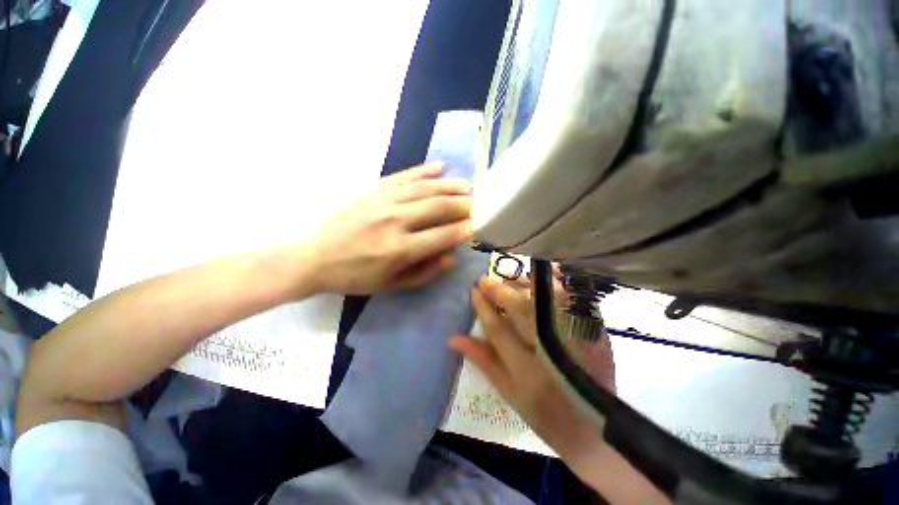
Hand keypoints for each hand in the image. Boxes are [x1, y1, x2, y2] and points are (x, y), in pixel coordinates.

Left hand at [308, 163, 472, 294]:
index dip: (465, 230)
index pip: (443, 235)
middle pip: (438, 207)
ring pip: (425, 188)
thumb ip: (425, 273)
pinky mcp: (373, 190)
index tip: (480, 226)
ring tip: (468, 186)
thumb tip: (452, 256)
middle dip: (463, 205)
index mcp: (400, 249)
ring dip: (450, 186)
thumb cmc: (356, 277)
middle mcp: (395, 220)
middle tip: (480, 204)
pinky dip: (423, 171)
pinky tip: (440, 167)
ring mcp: (383, 201)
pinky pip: (403, 176)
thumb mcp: (392, 286)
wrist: (315, 258)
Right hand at [448, 276, 611, 463]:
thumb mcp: (508, 392)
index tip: (473, 291)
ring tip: (508, 281)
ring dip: (524, 287)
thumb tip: (453, 338)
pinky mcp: (594, 332)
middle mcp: (552, 351)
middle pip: (522, 310)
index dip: (483, 308)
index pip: (498, 329)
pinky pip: (572, 300)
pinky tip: (543, 278)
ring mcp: (576, 339)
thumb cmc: (543, 413)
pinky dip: (556, 286)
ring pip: (545, 301)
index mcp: (527, 372)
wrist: (595, 427)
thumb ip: (482, 361)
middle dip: (500, 292)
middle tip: (484, 280)